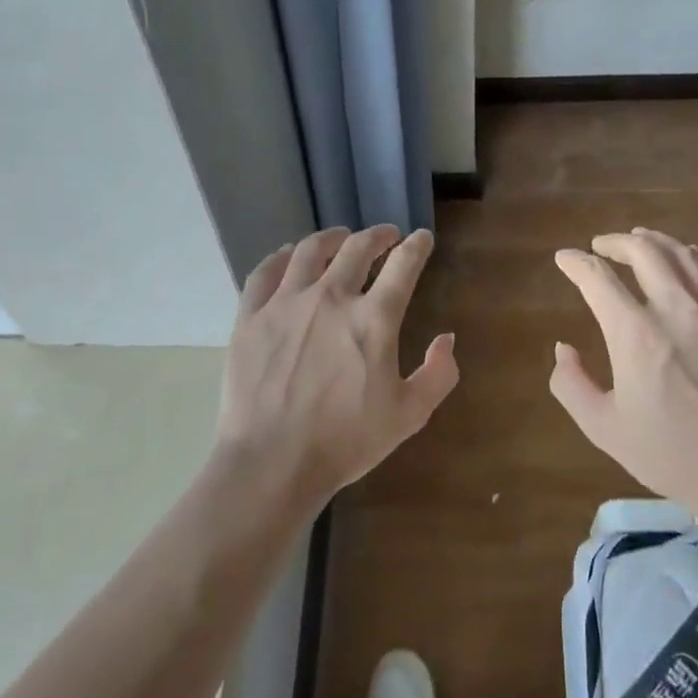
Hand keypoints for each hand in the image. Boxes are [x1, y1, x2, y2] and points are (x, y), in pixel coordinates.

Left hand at [218, 226, 458, 508]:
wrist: (272, 462)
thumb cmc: (345, 442)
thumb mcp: (409, 415)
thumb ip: (438, 374)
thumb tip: (446, 339)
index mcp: (373, 319)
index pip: (403, 265)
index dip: (416, 246)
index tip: (421, 238)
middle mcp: (331, 297)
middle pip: (357, 248)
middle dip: (377, 235)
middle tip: (386, 235)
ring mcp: (286, 303)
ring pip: (310, 251)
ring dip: (332, 238)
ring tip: (340, 237)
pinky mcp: (251, 316)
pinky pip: (265, 272)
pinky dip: (281, 257)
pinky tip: (288, 256)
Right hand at [550, 228, 697, 522]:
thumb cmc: (673, 454)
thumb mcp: (604, 428)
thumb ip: (571, 385)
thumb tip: (564, 349)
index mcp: (634, 332)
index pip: (597, 277)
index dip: (575, 263)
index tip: (564, 258)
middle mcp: (675, 307)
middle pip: (643, 251)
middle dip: (616, 242)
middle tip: (602, 246)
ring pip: (683, 253)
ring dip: (655, 241)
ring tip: (641, 240)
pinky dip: (695, 257)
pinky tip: (688, 260)